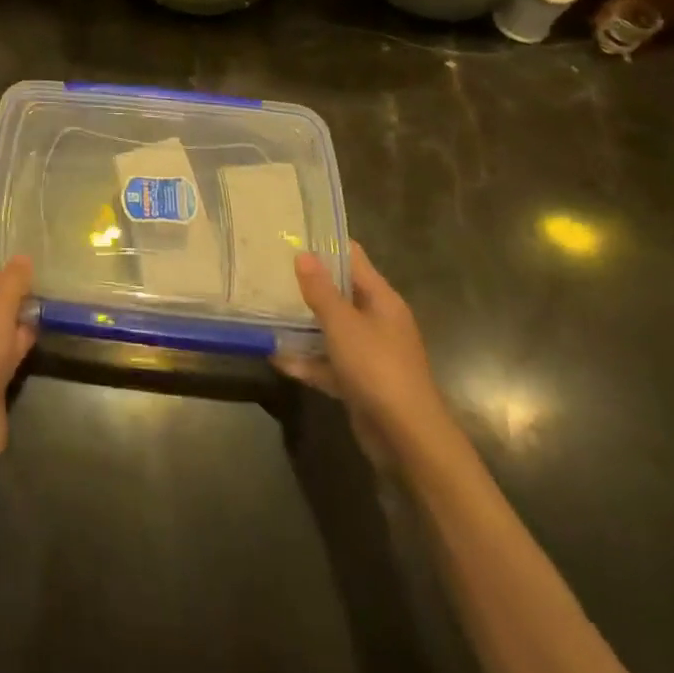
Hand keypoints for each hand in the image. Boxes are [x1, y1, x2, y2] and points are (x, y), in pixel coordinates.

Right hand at [276, 244, 454, 457]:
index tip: (291, 233)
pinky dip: (306, 360)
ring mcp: (369, 353)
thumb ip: (320, 289)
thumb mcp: (343, 324)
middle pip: (339, 293)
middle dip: (307, 283)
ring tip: (265, 309)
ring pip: (331, 329)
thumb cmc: (377, 369)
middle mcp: (377, 321)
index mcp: (381, 299)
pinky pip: (328, 362)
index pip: (352, 258)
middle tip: (269, 268)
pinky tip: (276, 357)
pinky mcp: (359, 382)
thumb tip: (303, 254)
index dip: (325, 244)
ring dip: (303, 324)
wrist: (408, 440)